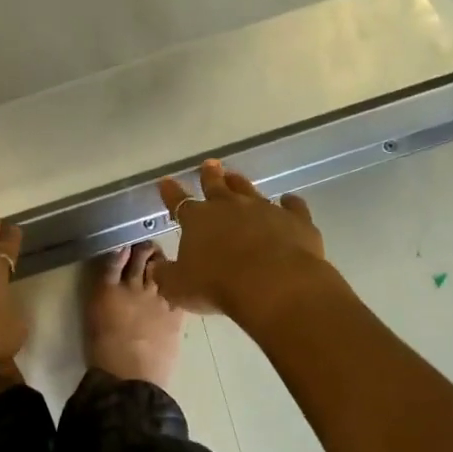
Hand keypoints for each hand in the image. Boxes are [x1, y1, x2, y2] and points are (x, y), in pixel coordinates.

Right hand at [153, 160, 333, 322]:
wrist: (274, 285)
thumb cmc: (218, 286)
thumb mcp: (179, 287)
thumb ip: (166, 276)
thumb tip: (156, 267)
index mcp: (198, 219)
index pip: (179, 202)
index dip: (170, 192)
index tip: (165, 181)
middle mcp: (230, 207)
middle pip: (217, 186)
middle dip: (210, 175)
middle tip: (209, 164)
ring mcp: (264, 210)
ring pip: (249, 190)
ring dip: (241, 184)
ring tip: (236, 176)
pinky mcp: (296, 220)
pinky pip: (293, 206)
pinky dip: (290, 203)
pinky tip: (290, 201)